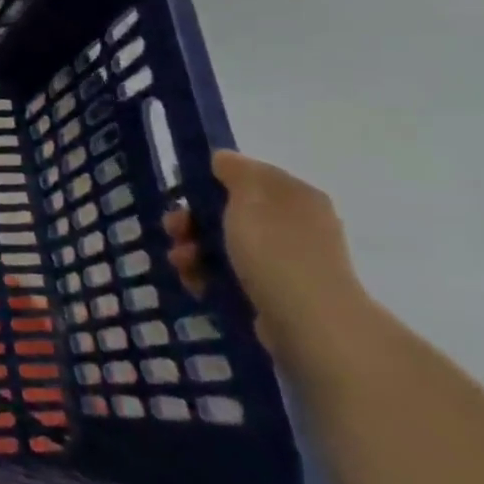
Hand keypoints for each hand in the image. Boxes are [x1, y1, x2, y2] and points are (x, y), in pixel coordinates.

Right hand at [165, 150, 368, 366]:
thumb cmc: (276, 250)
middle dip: (194, 220)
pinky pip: (232, 276)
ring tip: (181, 264)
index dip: (210, 182)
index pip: (247, 177)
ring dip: (194, 250)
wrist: (309, 323)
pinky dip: (209, 276)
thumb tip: (223, 159)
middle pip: (230, 212)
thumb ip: (234, 170)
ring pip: (226, 246)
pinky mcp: (275, 294)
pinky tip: (195, 284)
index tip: (183, 195)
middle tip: (174, 230)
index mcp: (295, 196)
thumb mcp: (249, 196)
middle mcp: (295, 225)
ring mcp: (287, 263)